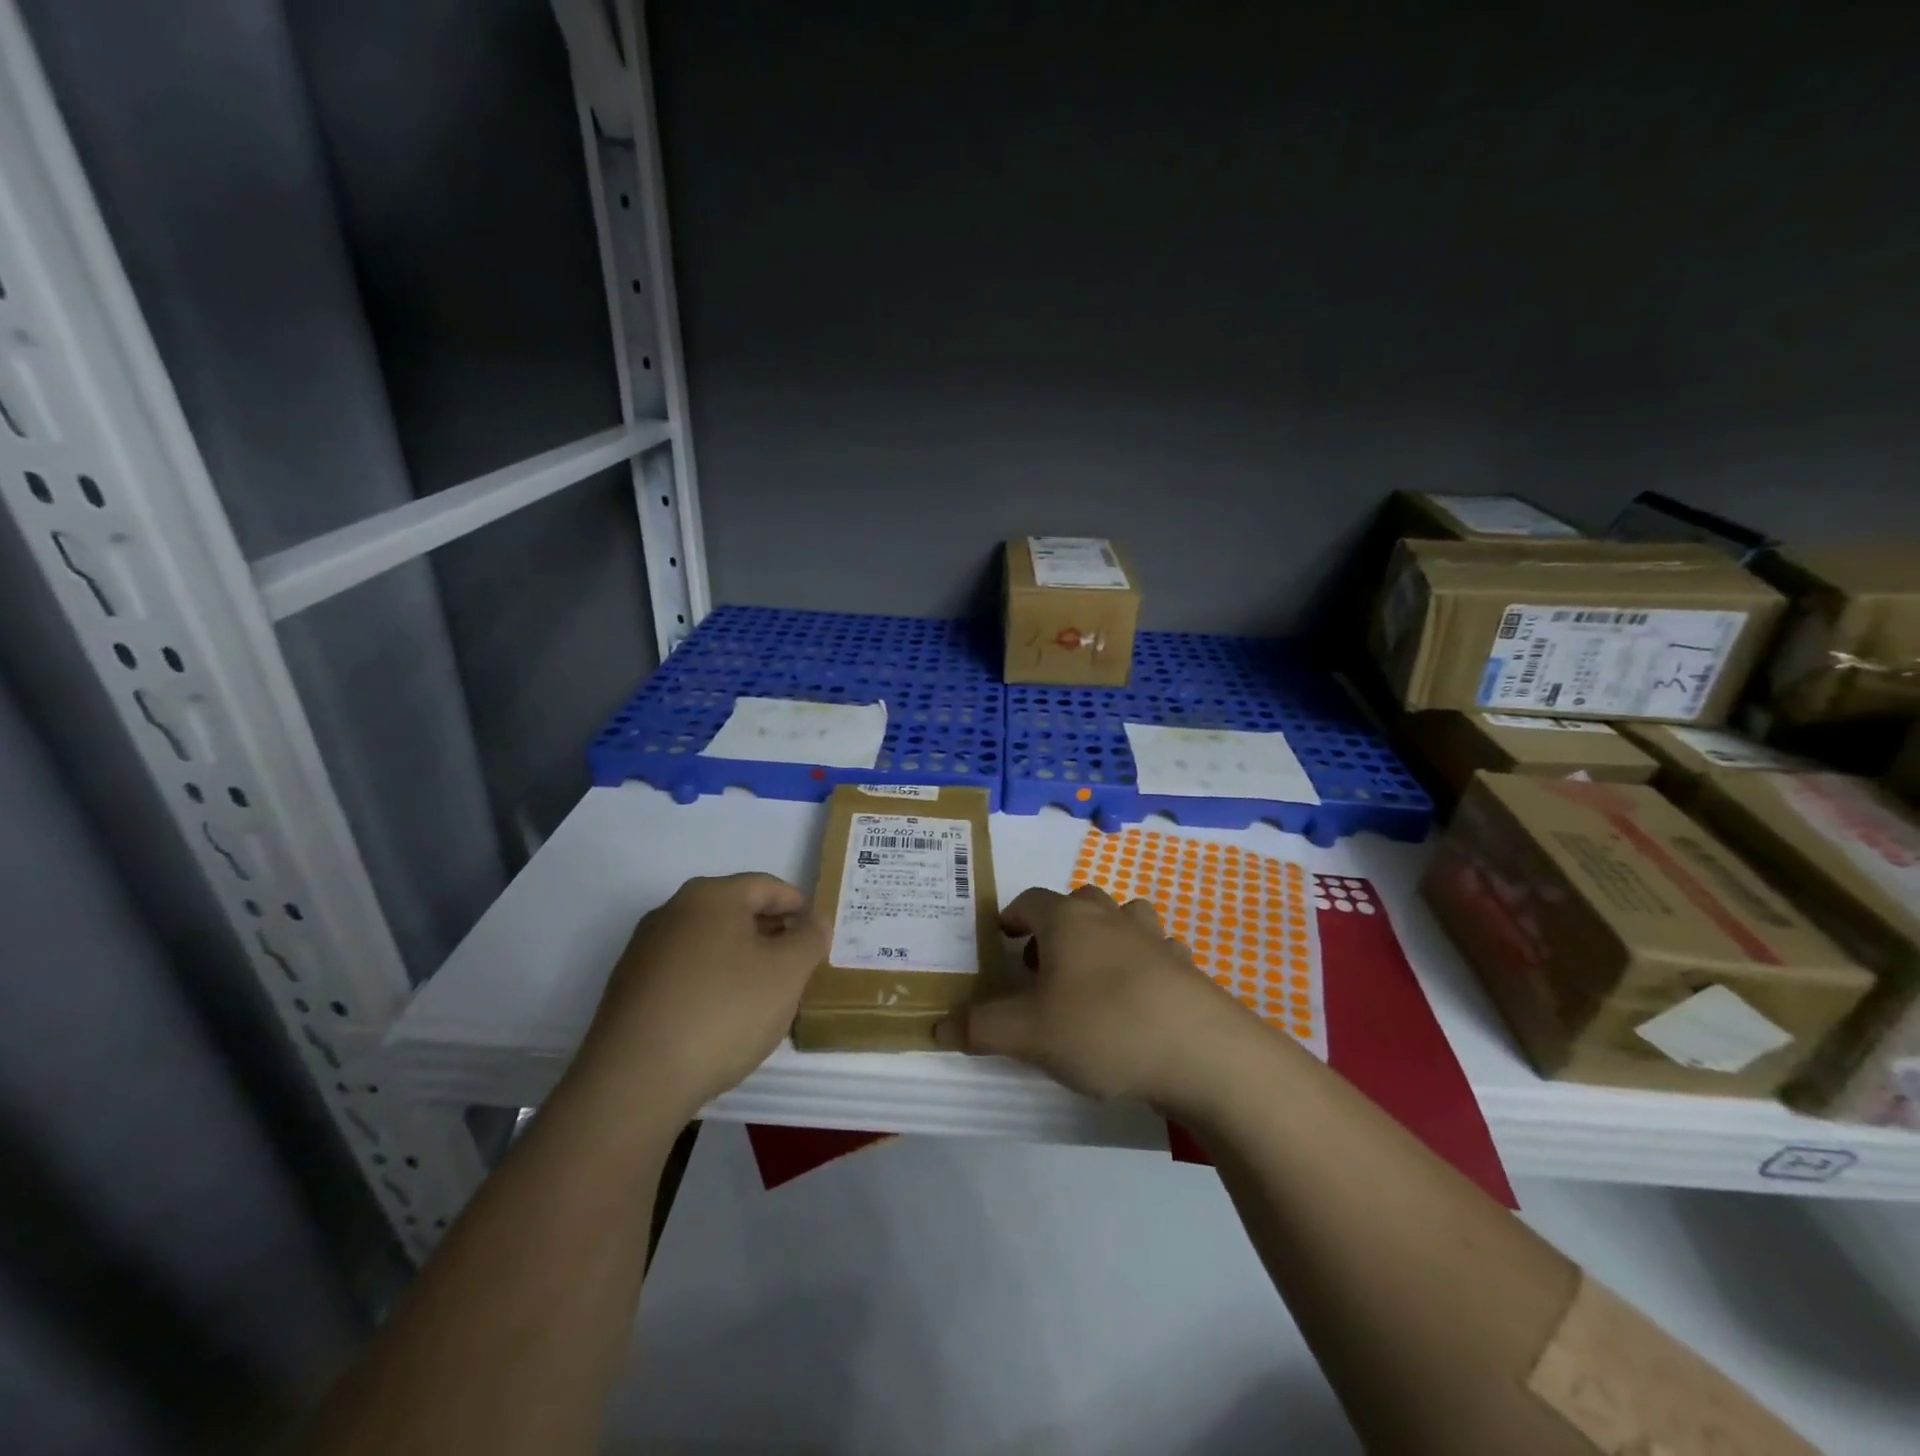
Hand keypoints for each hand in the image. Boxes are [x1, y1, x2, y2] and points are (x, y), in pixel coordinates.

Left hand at [576, 874, 826, 1118]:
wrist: (635, 1081)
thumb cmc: (724, 1011)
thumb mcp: (787, 972)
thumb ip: (810, 938)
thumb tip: (815, 920)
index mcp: (711, 896)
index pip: (766, 886)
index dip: (798, 906)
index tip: (817, 932)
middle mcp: (672, 912)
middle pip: (734, 911)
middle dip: (770, 933)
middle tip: (797, 963)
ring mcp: (644, 951)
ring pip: (708, 943)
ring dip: (740, 959)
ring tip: (765, 994)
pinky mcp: (628, 989)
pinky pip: (684, 972)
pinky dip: (711, 982)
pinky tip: (723, 1017)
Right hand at [935, 884, 1261, 1108]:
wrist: (1203, 1053)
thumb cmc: (1103, 1028)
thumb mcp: (1028, 1034)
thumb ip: (980, 1028)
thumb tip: (939, 1025)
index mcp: (1068, 920)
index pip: (1030, 901)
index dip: (1011, 918)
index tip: (1002, 940)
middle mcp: (1110, 916)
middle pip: (1076, 903)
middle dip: (1055, 928)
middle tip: (1042, 967)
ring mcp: (1154, 937)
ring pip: (1121, 918)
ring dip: (1103, 937)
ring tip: (1091, 978)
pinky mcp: (1186, 966)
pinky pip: (1157, 951)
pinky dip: (1143, 963)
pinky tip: (1140, 998)